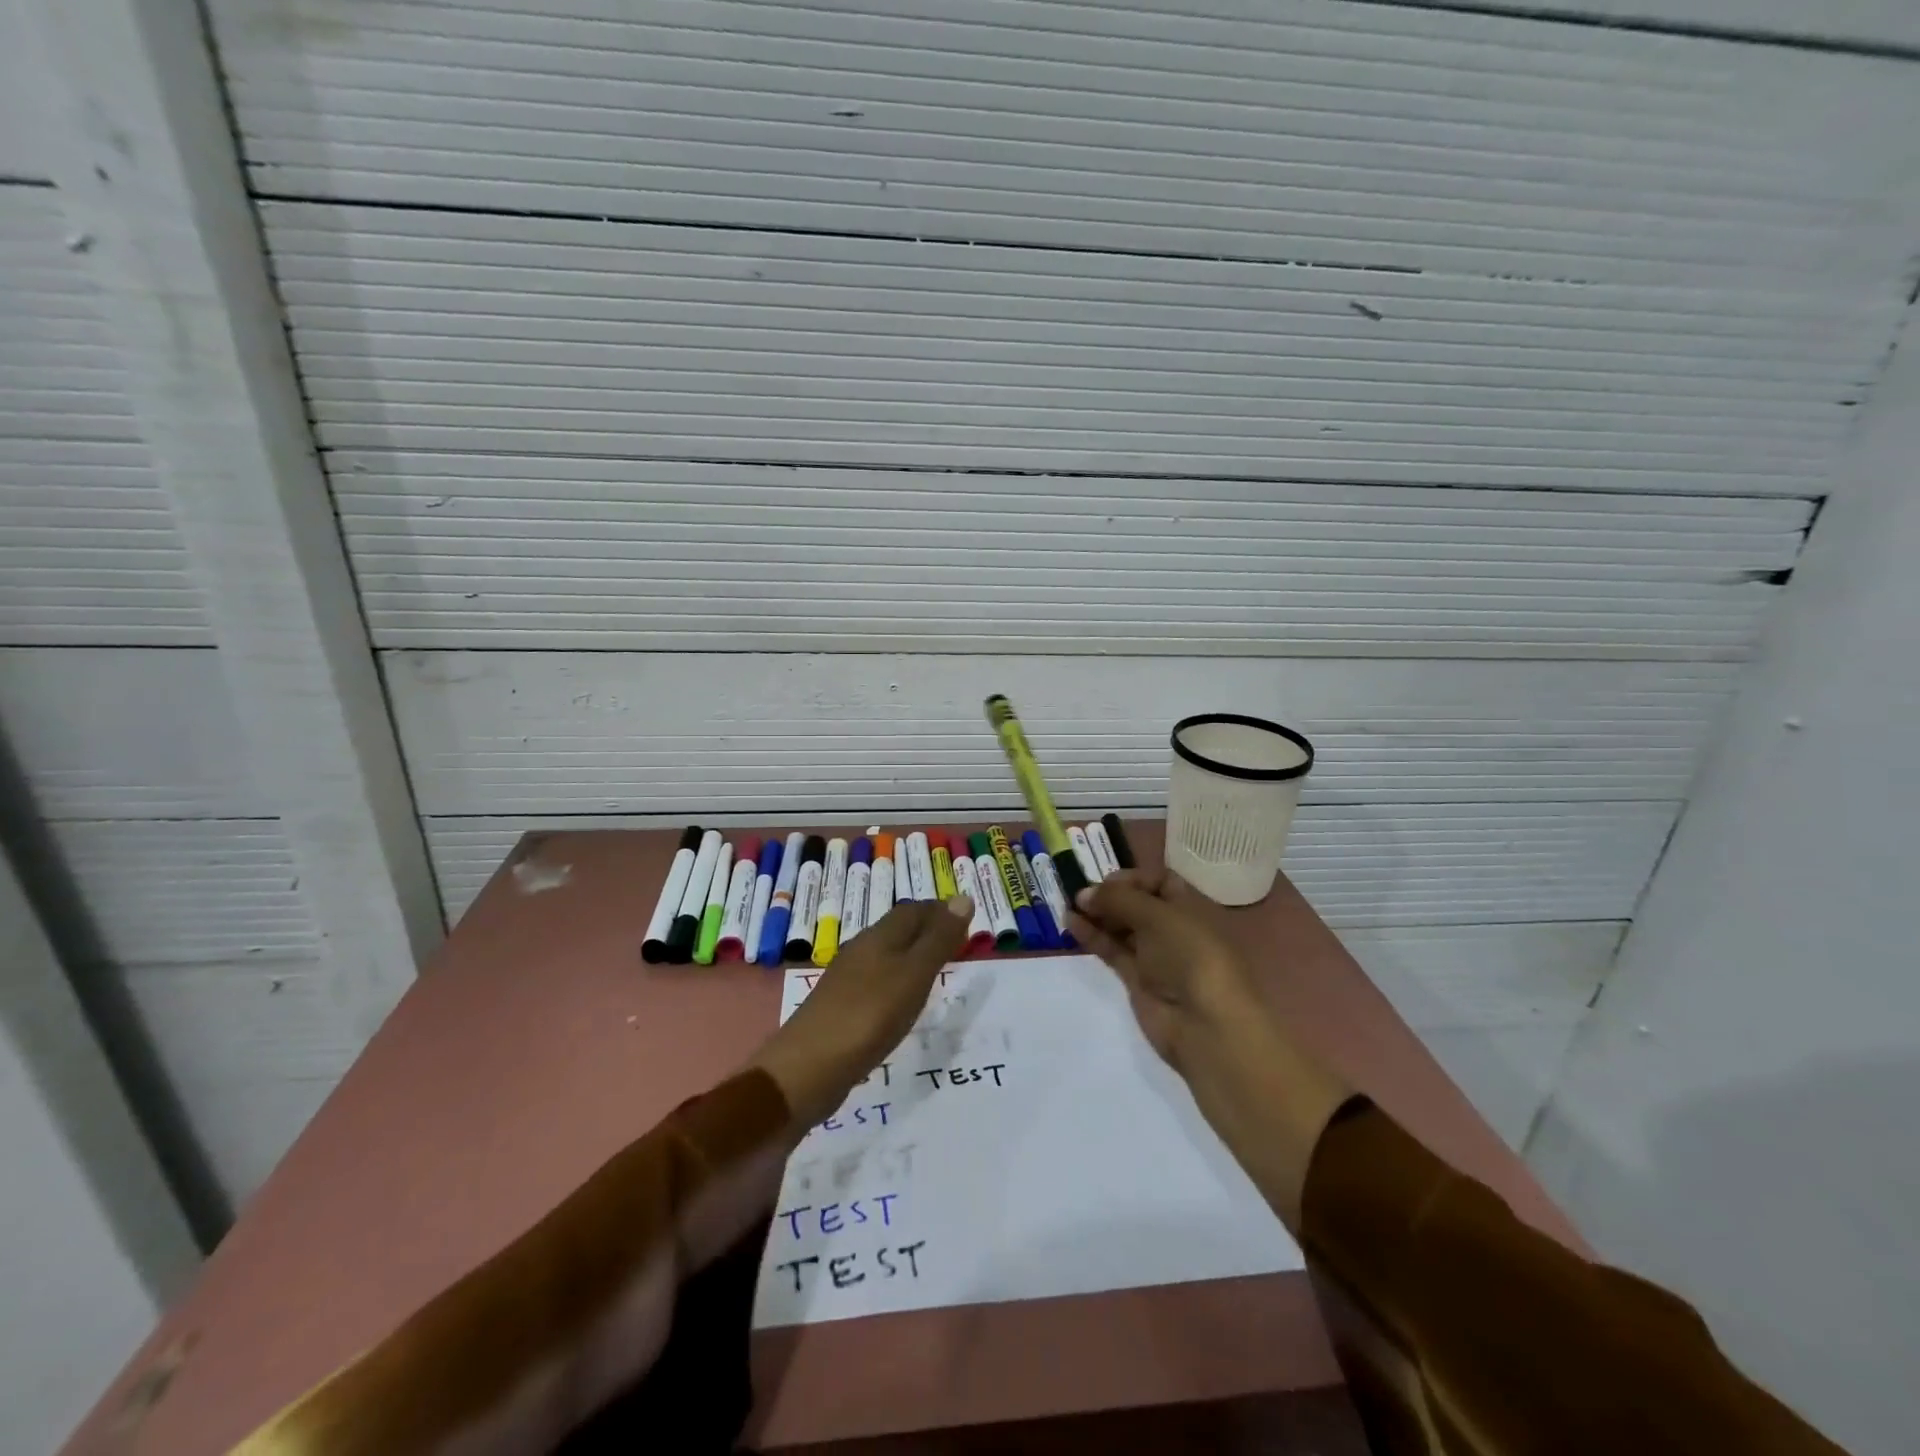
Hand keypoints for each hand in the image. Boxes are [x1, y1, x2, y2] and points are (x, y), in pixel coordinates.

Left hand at [750, 897, 972, 1129]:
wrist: (806, 1070)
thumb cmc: (868, 1016)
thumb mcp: (913, 975)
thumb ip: (938, 940)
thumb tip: (964, 898)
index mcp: (879, 937)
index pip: (913, 909)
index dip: (940, 910)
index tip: (967, 919)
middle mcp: (861, 950)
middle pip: (898, 929)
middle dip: (927, 929)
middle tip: (958, 943)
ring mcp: (847, 979)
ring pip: (886, 955)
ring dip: (912, 955)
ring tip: (936, 969)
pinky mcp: (840, 1007)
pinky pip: (876, 981)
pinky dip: (897, 981)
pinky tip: (903, 1001)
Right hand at [1064, 867, 1258, 1074]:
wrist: (1206, 1025)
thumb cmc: (1190, 955)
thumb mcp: (1157, 916)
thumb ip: (1118, 899)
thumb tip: (1084, 894)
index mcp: (1191, 907)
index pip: (1160, 881)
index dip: (1133, 878)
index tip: (1107, 882)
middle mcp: (1174, 928)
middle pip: (1138, 903)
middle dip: (1110, 896)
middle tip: (1080, 894)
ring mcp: (1156, 955)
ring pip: (1122, 926)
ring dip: (1097, 915)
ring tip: (1068, 906)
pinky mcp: (1138, 979)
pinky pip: (1112, 949)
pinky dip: (1092, 936)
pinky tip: (1071, 923)